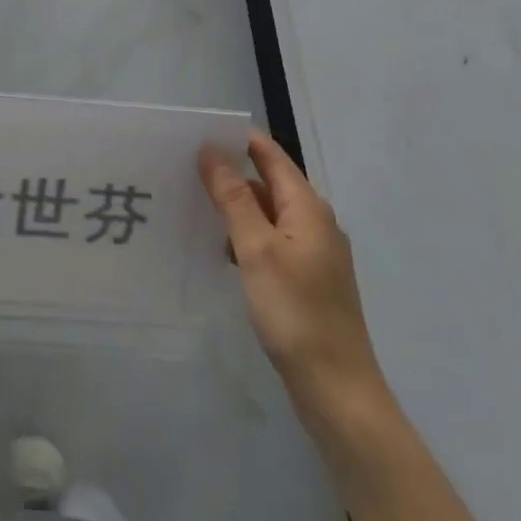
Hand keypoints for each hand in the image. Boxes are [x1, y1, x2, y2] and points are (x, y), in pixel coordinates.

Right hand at [200, 132, 388, 435]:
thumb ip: (233, 198)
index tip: (199, 131)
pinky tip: (219, 248)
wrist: (336, 389)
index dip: (239, 140)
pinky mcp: (305, 281)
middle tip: (184, 166)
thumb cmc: (296, 312)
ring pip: (267, 215)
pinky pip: (270, 242)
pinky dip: (245, 237)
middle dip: (231, 172)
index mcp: (308, 209)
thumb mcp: (257, 249)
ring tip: (192, 203)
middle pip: (269, 183)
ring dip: (235, 207)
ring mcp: (313, 254)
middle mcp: (315, 224)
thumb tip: (211, 151)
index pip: (271, 156)